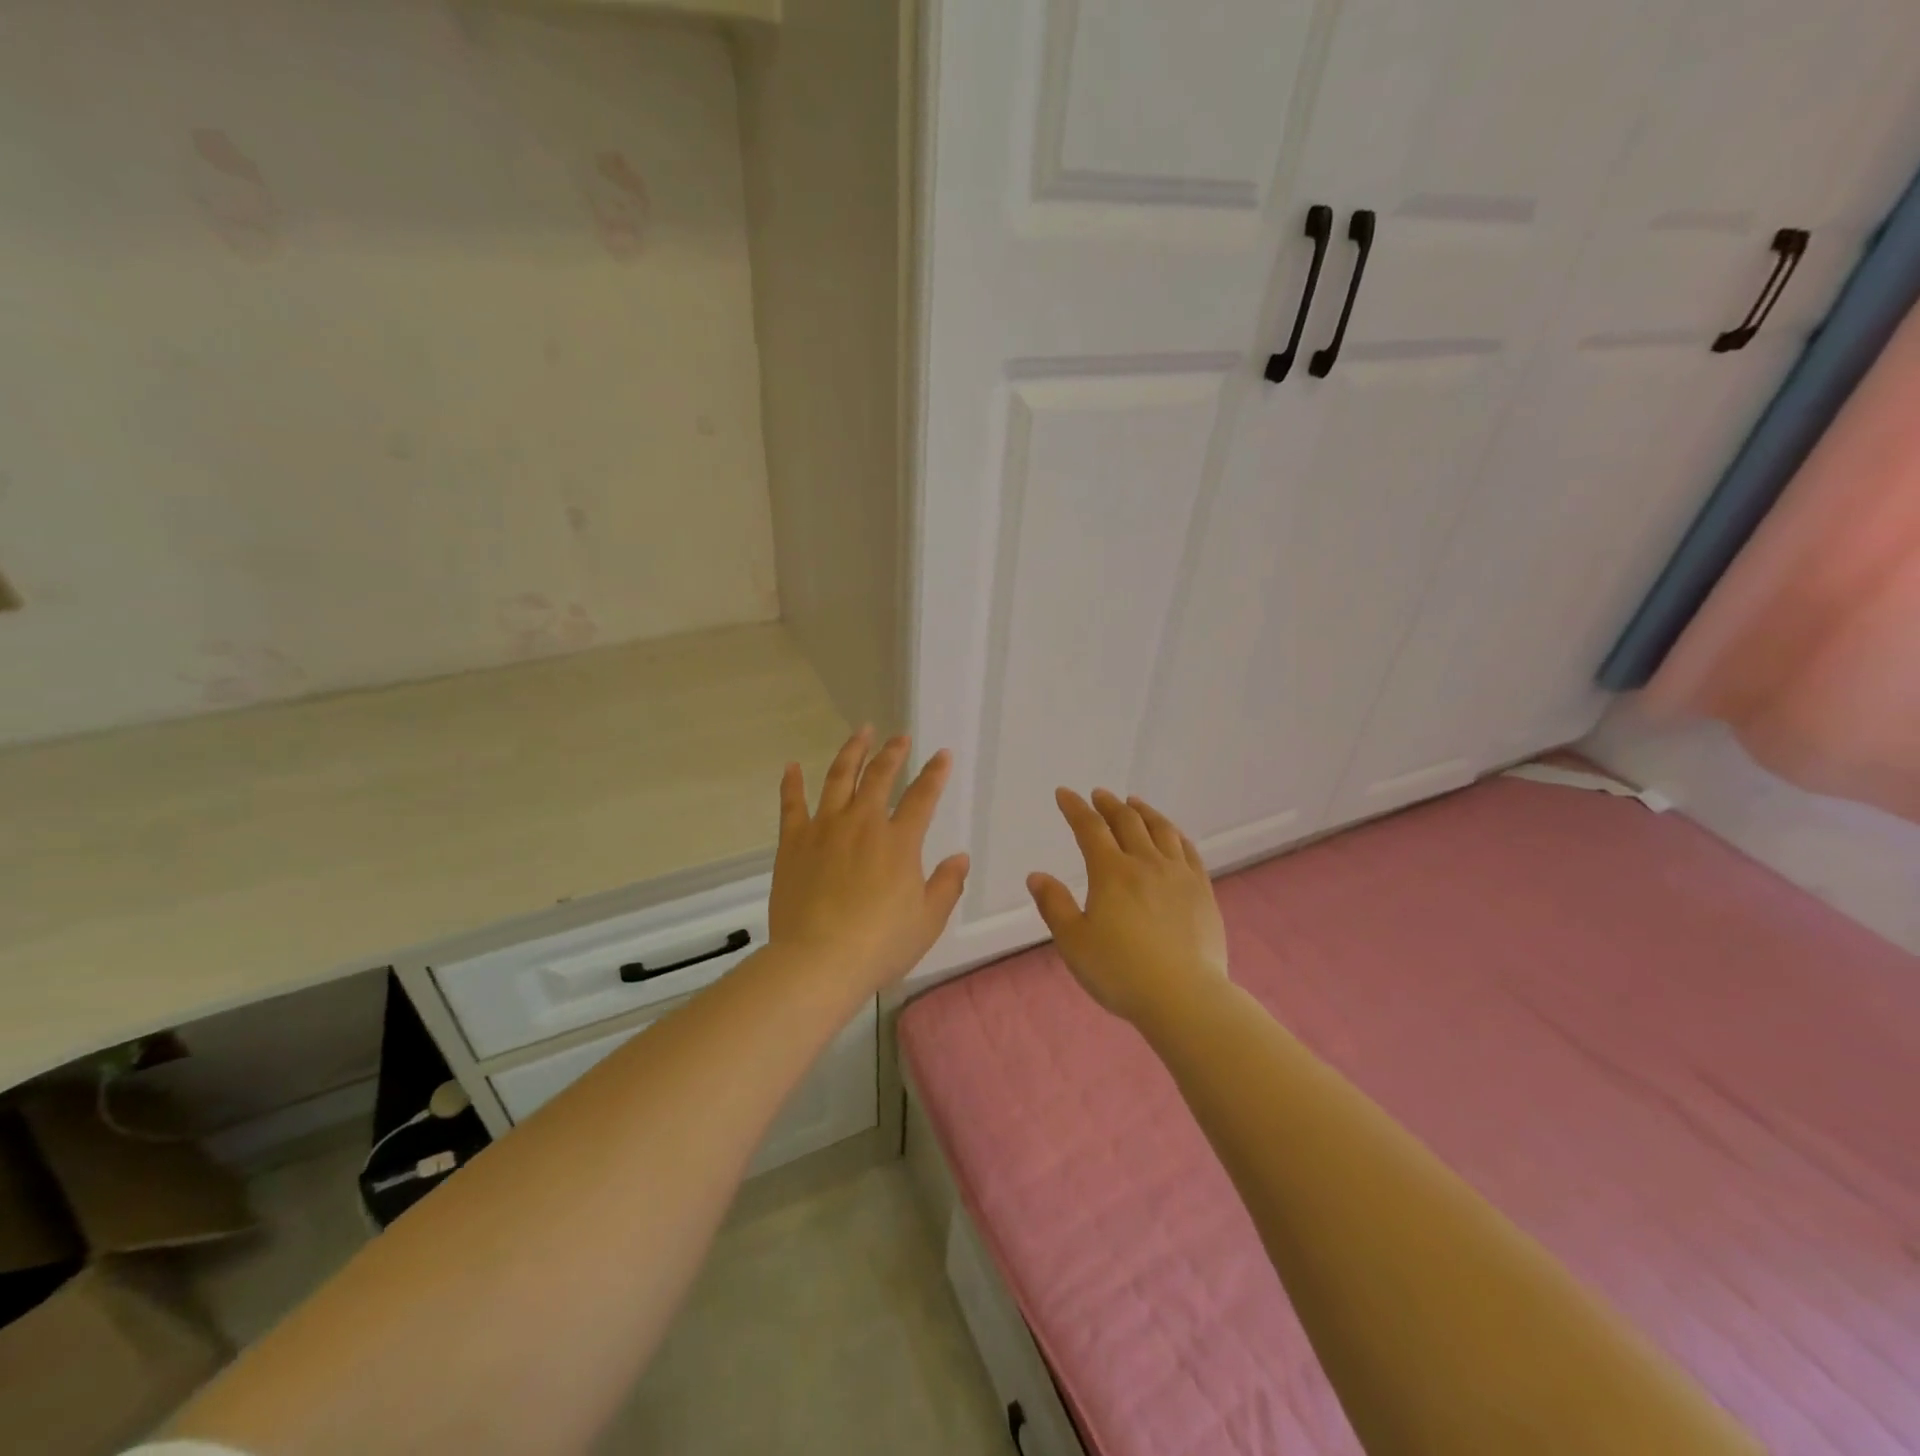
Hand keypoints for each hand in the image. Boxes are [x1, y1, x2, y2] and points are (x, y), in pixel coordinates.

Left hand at [769, 728, 969, 996]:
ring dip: (852, 752)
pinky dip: (792, 783)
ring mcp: (825, 828)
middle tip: (899, 737)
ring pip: (839, 778)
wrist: (818, 961)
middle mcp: (863, 824)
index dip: (934, 773)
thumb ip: (947, 885)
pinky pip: (792, 804)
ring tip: (861, 733)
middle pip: (880, 776)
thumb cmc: (880, 944)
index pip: (922, 796)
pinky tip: (793, 765)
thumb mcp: (927, 920)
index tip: (942, 754)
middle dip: (893, 753)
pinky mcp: (793, 842)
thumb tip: (960, 857)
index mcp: (899, 841)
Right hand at [1027, 789, 1227, 1025]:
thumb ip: (1054, 906)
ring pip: (1161, 830)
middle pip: (1127, 822)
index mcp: (1111, 873)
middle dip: (1109, 805)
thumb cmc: (1121, 972)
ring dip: (1144, 812)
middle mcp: (1146, 863)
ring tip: (1134, 803)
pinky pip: (1189, 850)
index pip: (1090, 829)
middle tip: (1099, 795)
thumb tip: (1037, 875)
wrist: (1185, 997)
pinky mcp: (1202, 891)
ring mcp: (1178, 875)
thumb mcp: (1074, 943)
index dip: (1075, 808)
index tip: (1065, 794)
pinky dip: (1175, 834)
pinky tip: (1172, 834)